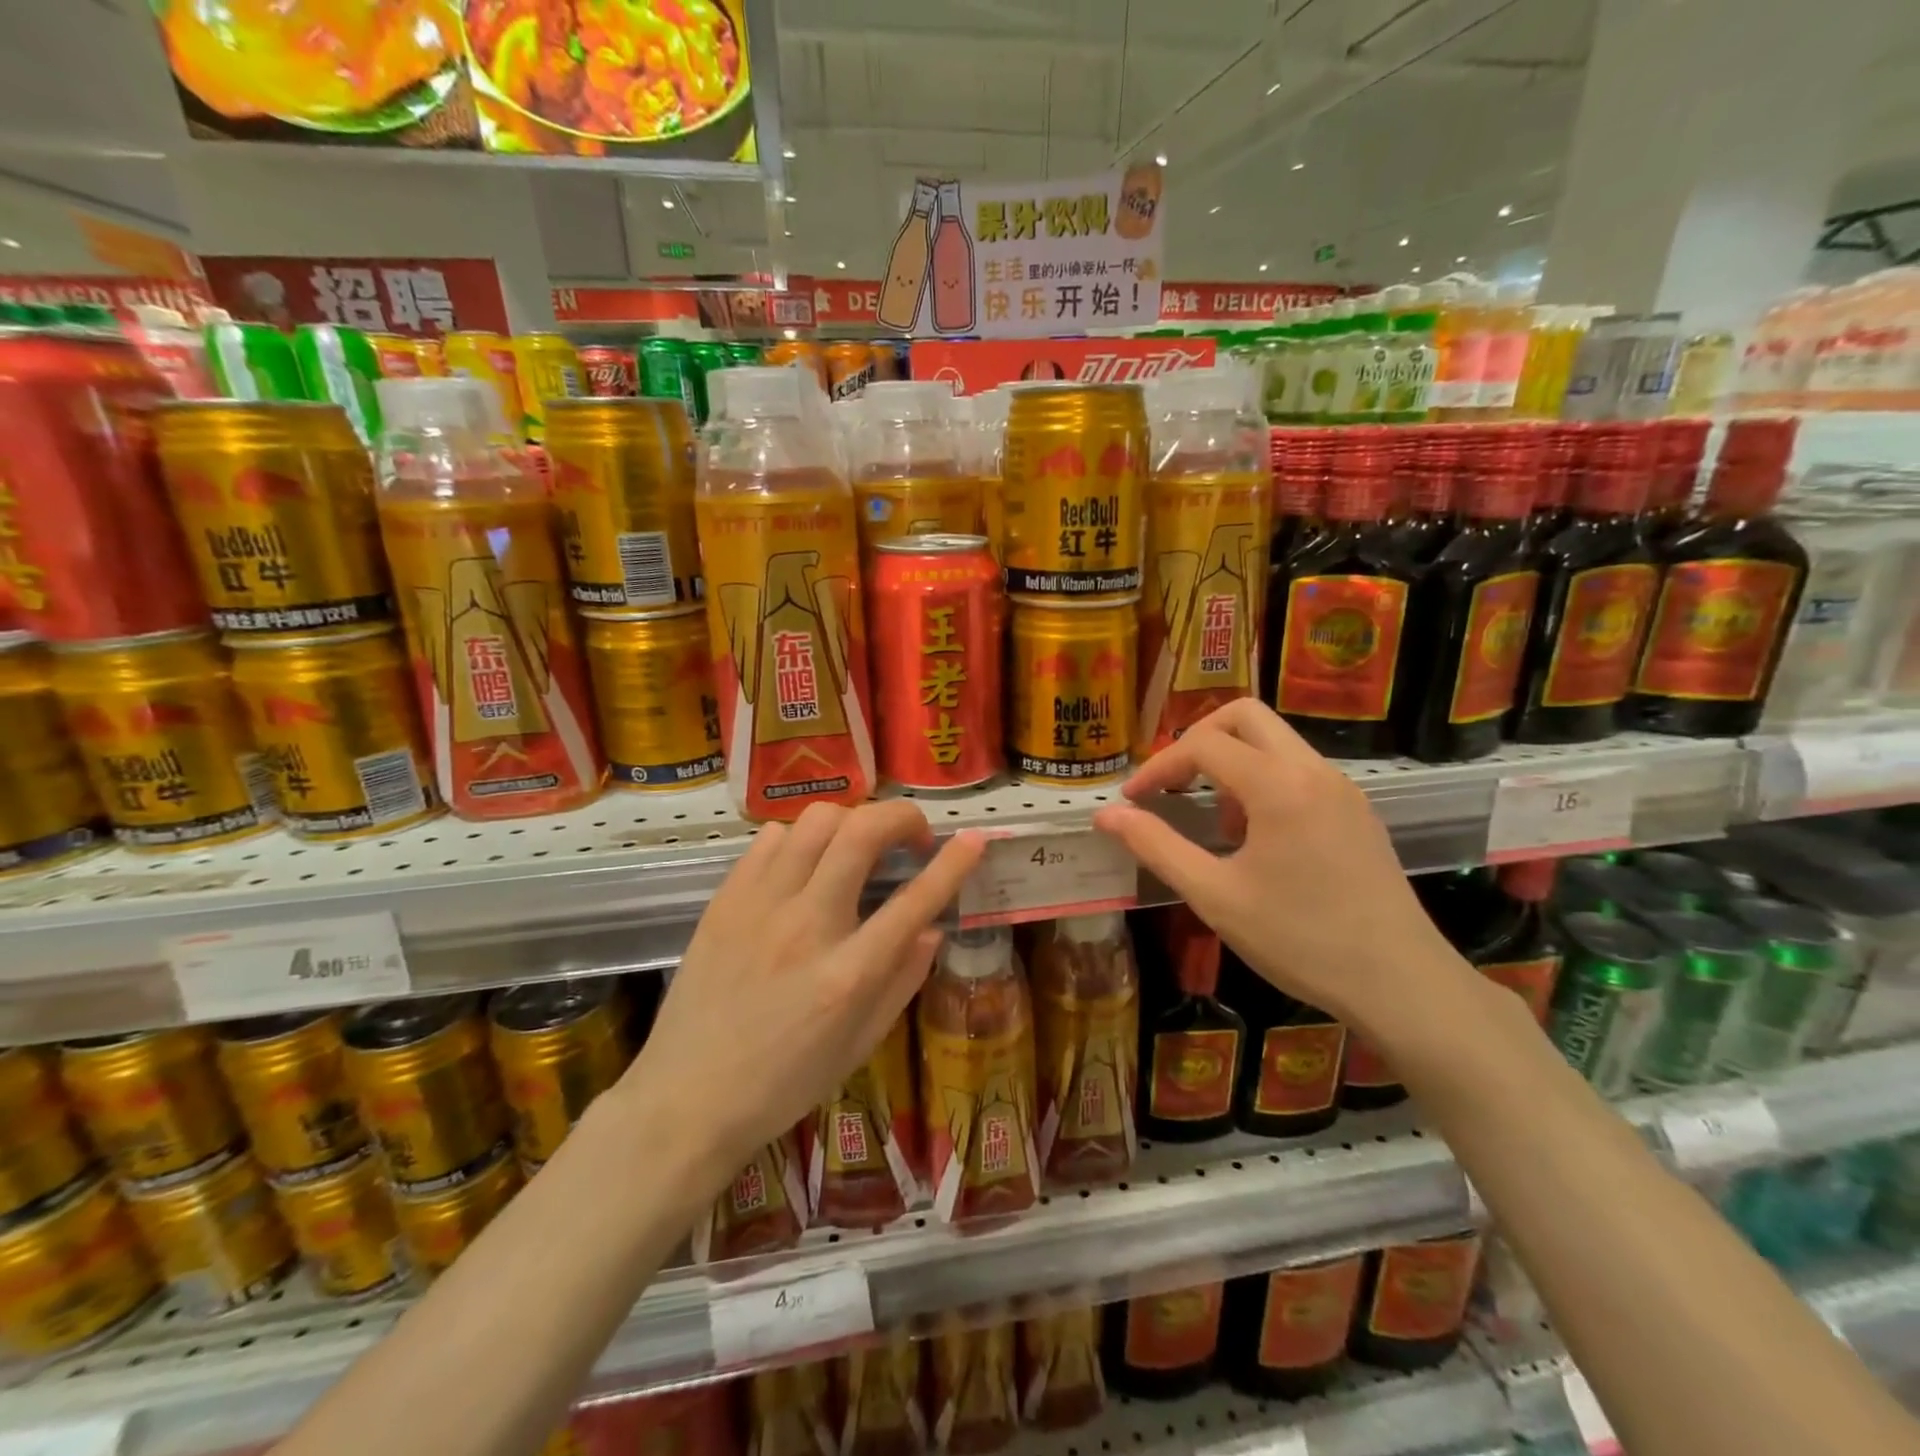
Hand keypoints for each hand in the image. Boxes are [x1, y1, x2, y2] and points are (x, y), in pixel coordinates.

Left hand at [616, 802, 985, 1194]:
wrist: (686, 1100)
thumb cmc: (783, 1084)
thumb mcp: (859, 1045)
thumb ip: (903, 980)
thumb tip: (934, 928)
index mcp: (848, 975)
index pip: (914, 901)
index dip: (953, 863)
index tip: (975, 838)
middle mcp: (806, 926)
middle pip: (862, 833)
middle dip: (901, 817)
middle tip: (912, 837)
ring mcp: (760, 906)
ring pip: (816, 821)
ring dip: (852, 822)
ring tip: (858, 849)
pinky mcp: (725, 899)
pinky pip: (770, 838)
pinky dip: (800, 838)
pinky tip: (806, 865)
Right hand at [1092, 699, 1466, 1032]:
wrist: (1402, 984)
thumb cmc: (1300, 940)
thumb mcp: (1214, 896)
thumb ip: (1156, 846)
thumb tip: (1107, 815)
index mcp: (1278, 786)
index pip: (1203, 744)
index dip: (1158, 766)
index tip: (1133, 801)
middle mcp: (1313, 771)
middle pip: (1245, 716)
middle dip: (1197, 740)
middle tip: (1171, 785)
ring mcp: (1341, 788)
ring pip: (1275, 740)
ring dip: (1232, 762)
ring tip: (1214, 821)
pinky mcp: (1356, 810)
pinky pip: (1299, 769)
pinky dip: (1263, 780)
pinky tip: (1256, 838)